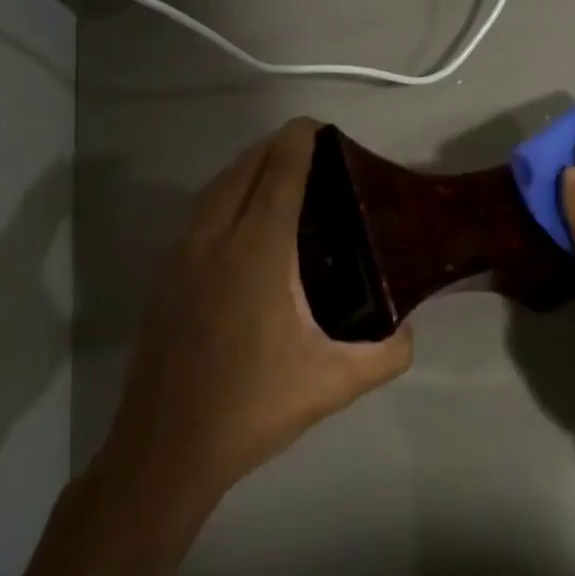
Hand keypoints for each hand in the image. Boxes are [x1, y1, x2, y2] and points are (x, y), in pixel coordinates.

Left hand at [104, 119, 412, 504]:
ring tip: (273, 171)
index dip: (297, 143)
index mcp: (257, 252)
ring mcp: (182, 258)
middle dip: (271, 148)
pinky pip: (197, 215)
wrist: (165, 449)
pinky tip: (238, 220)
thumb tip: (410, 332)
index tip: (316, 125)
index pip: (278, 176)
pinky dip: (222, 196)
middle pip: (242, 171)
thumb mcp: (334, 384)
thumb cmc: (252, 407)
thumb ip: (387, 354)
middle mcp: (215, 241)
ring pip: (213, 191)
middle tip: (305, 147)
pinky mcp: (164, 279)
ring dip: (243, 169)